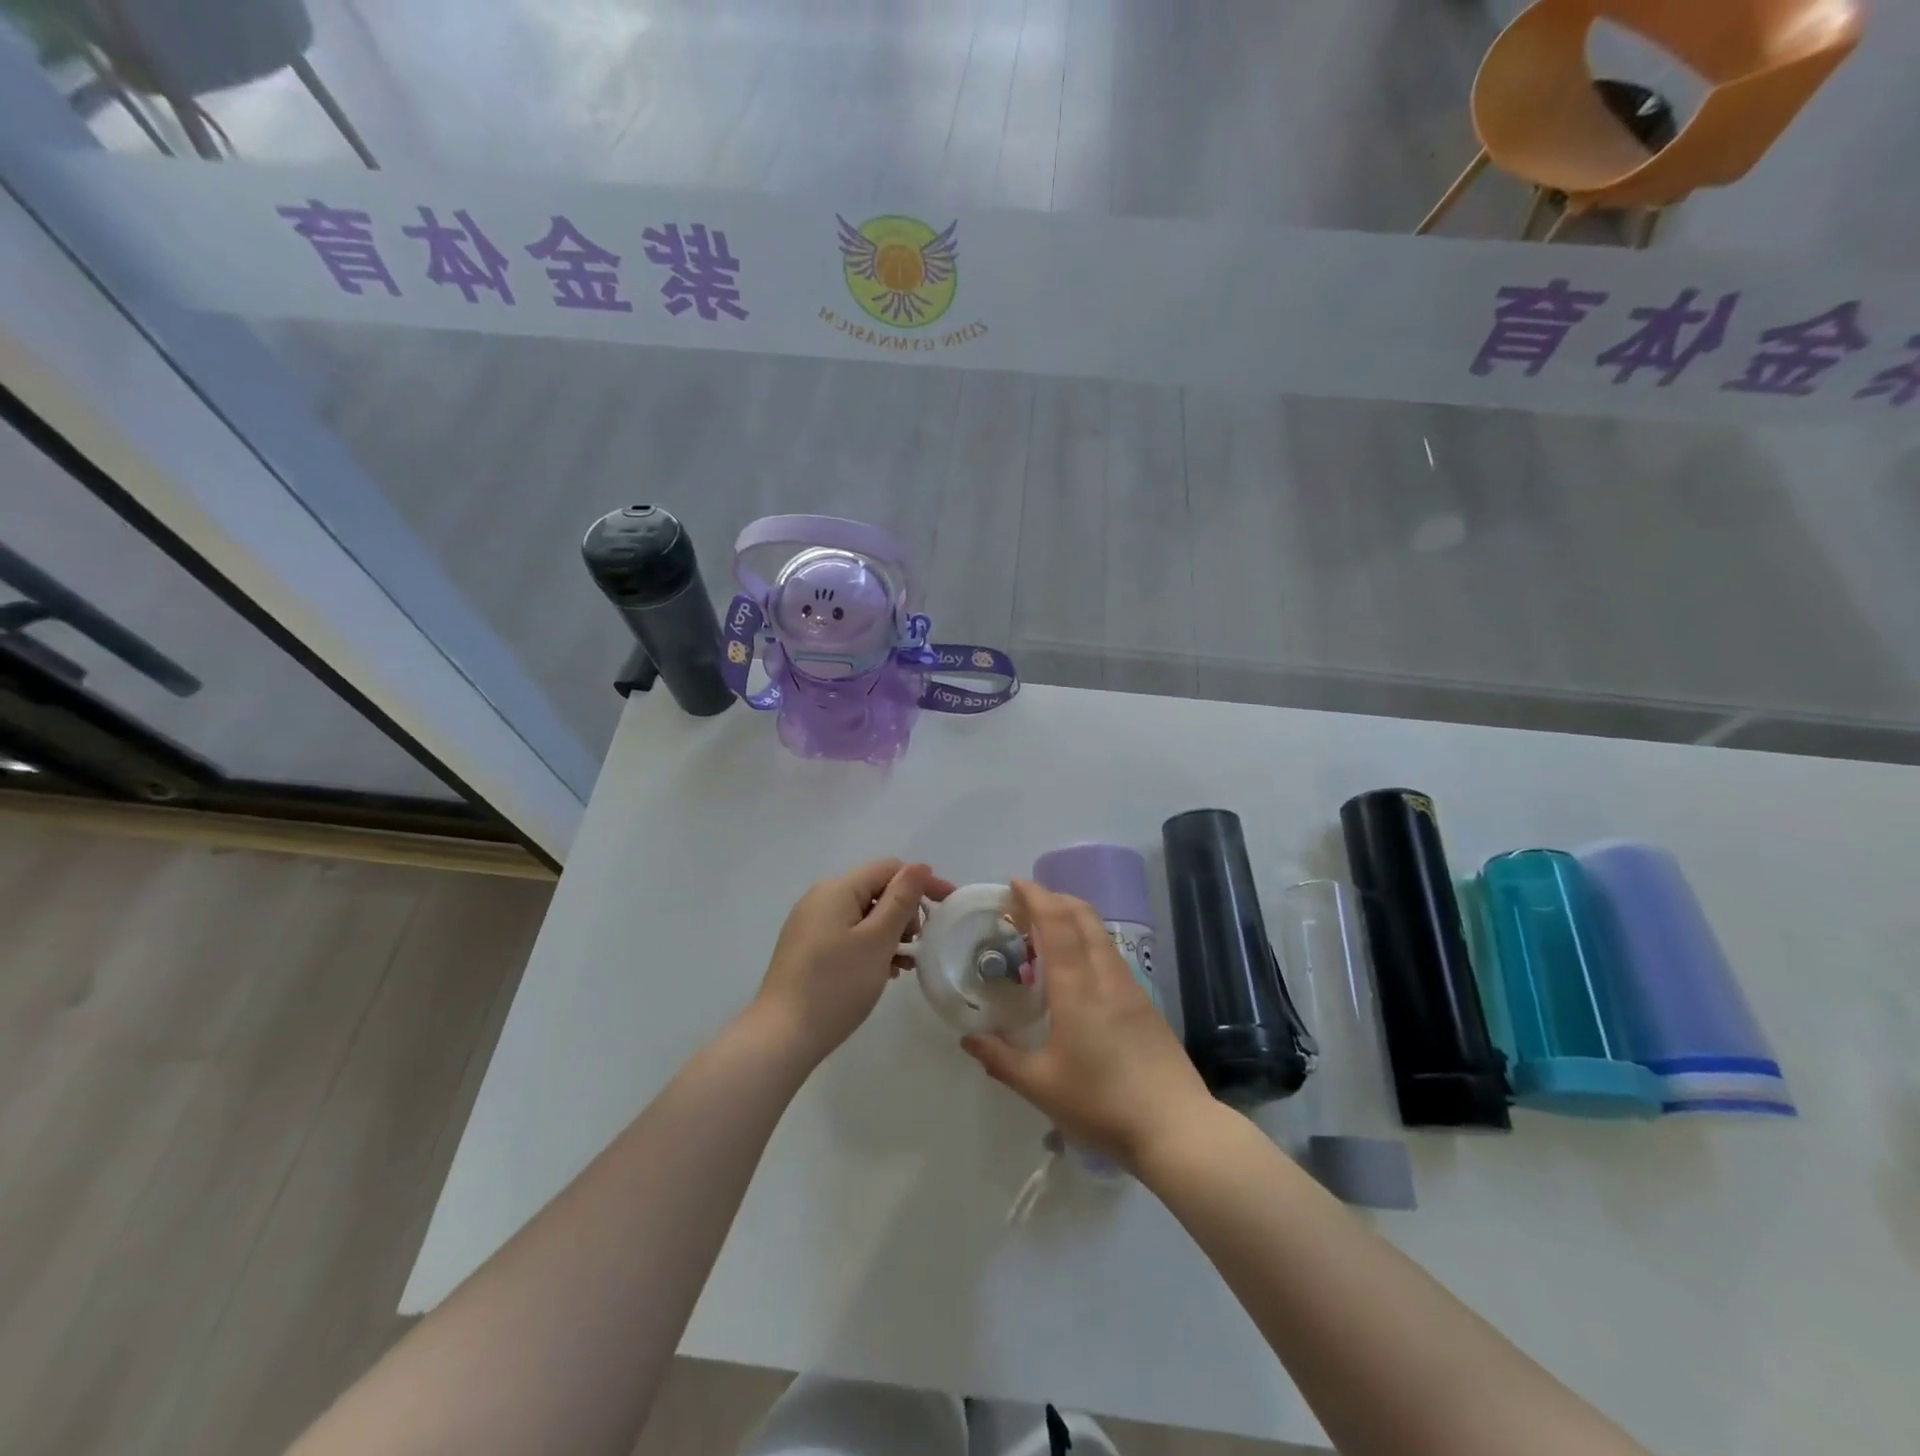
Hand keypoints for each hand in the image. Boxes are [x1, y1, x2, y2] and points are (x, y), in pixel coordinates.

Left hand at [754, 859, 954, 1064]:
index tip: (949, 907)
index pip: (889, 869)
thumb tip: (919, 867)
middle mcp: (821, 898)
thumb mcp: (877, 940)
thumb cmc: (836, 985)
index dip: (922, 883)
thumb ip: (901, 899)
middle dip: (905, 911)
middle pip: (876, 890)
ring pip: (864, 914)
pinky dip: (871, 946)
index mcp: (837, 889)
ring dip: (890, 932)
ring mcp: (811, 923)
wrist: (782, 1036)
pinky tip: (882, 972)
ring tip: (904, 963)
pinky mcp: (808, 948)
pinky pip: (849, 933)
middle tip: (918, 945)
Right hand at [961, 879, 1213, 1170]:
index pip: (1057, 925)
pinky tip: (1076, 971)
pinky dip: (1088, 942)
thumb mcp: (1041, 1086)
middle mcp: (1105, 977)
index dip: (1036, 898)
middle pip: (1083, 917)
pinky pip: (1110, 955)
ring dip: (1073, 919)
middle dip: (1055, 899)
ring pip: (1100, 934)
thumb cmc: (1102, 1104)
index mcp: (1077, 989)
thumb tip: (969, 1039)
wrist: (1177, 1128)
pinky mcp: (1145, 1004)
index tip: (1015, 884)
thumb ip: (1001, 1059)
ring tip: (1046, 934)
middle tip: (1025, 904)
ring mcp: (1131, 988)